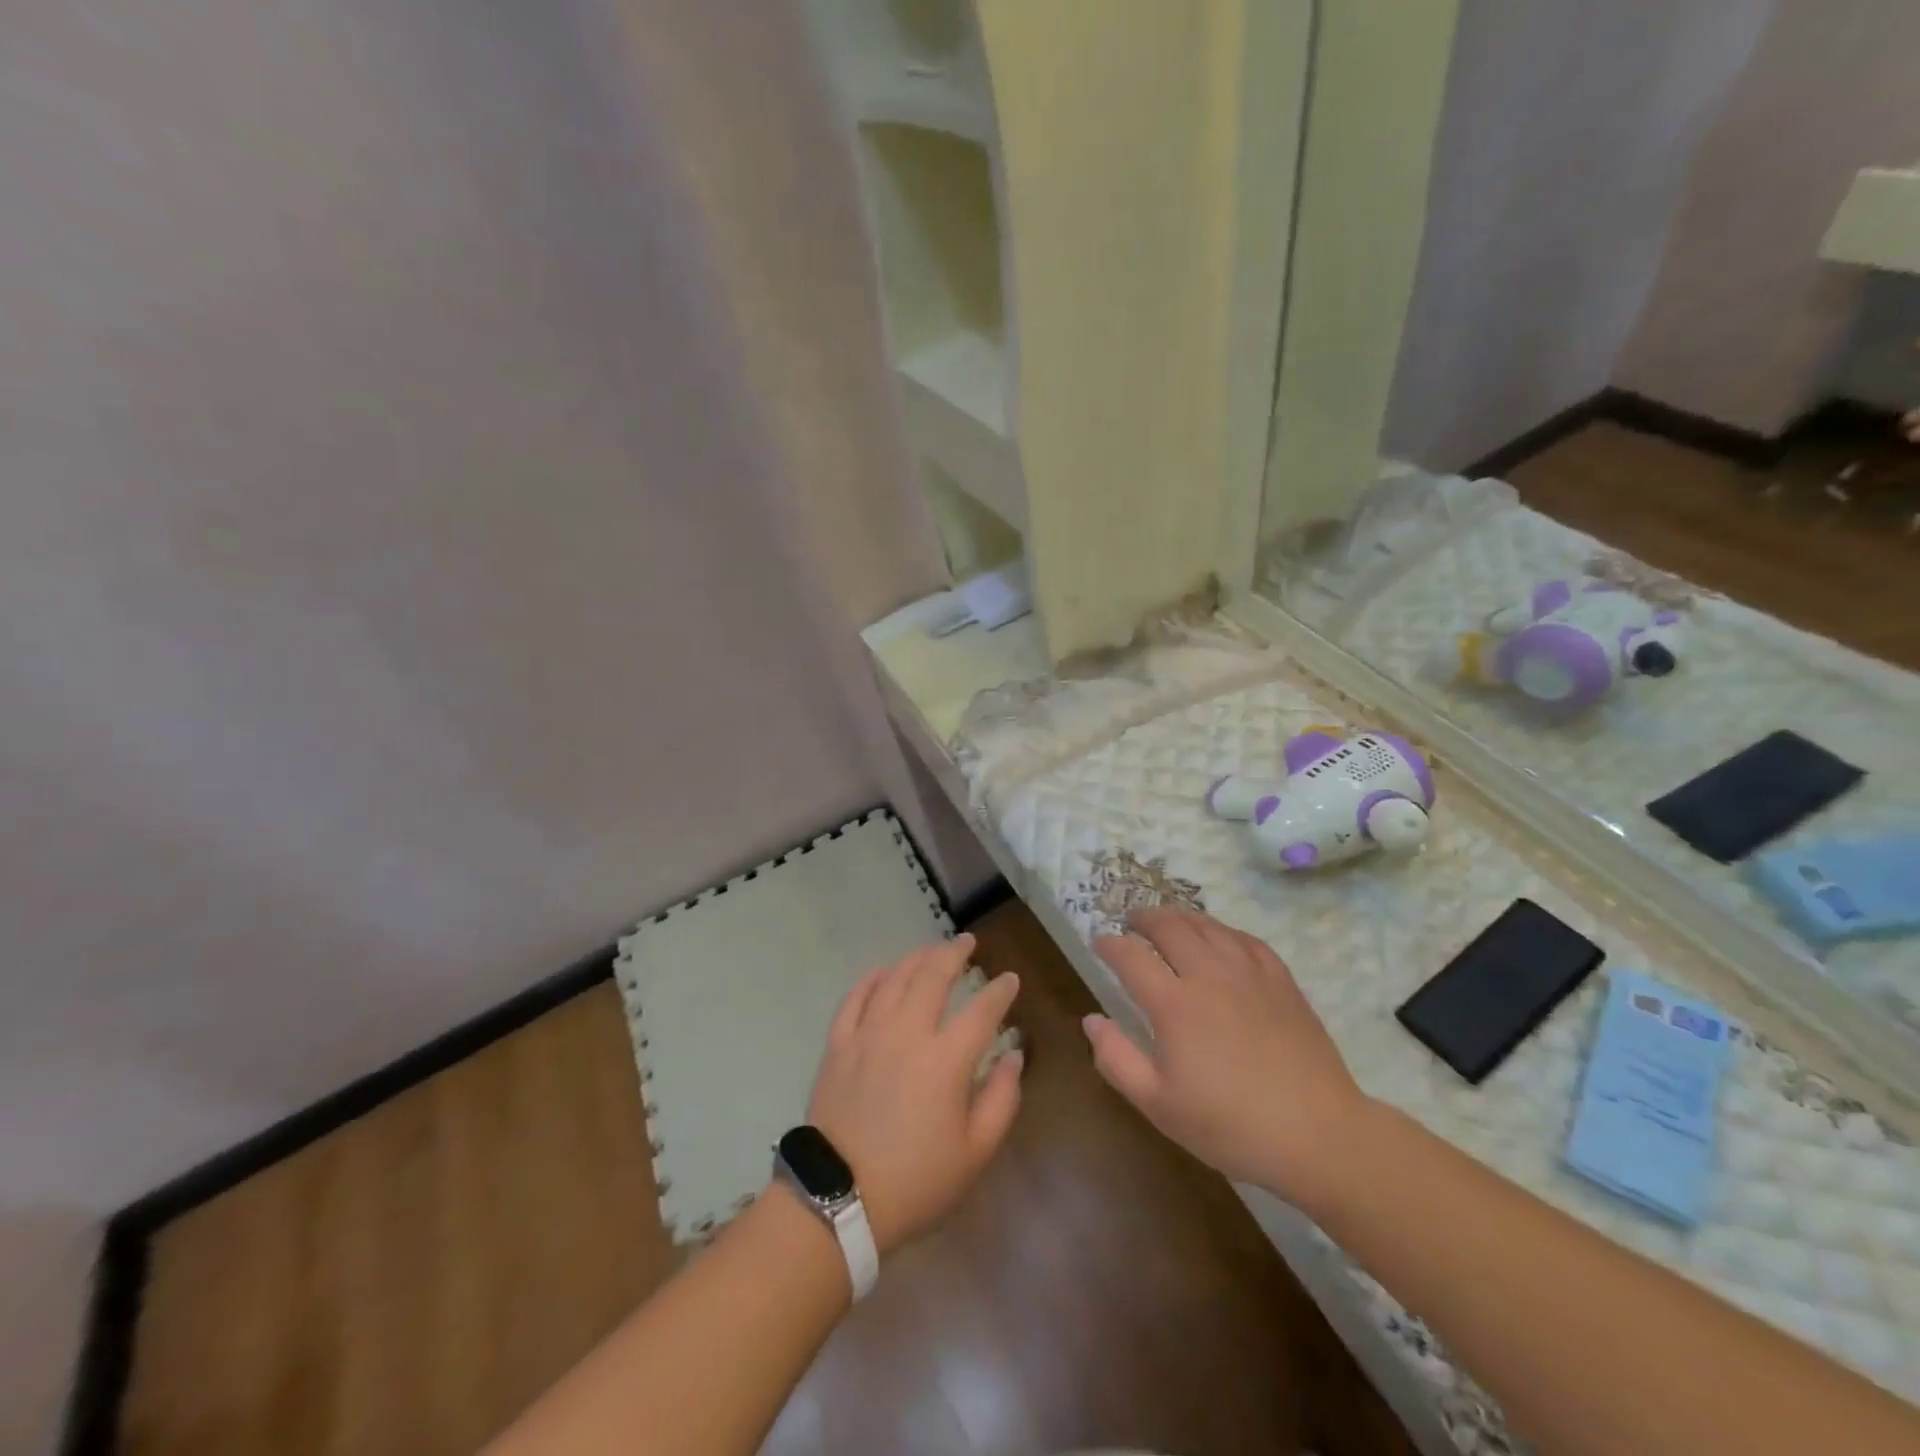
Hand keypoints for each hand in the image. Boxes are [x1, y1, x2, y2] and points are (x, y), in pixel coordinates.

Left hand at [805, 933, 1022, 1255]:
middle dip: (955, 953)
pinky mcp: (838, 1044)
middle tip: (968, 942)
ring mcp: (868, 1034)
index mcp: (946, 1059)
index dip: (1000, 991)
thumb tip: (1014, 1057)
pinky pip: (855, 998)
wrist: (839, 1200)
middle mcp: (907, 1032)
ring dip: (917, 959)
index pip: (982, 1010)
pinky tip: (882, 971)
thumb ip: (1002, 1099)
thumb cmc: (916, 1180)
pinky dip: (871, 979)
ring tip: (931, 951)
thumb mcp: (975, 1152)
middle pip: (933, 976)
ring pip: (894, 979)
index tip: (1010, 979)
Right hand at [1085, 909, 1367, 1214]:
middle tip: (1131, 921)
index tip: (1098, 941)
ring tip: (1168, 920)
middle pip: (1170, 928)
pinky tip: (1220, 937)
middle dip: (1144, 919)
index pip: (1130, 956)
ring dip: (1181, 917)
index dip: (1109, 944)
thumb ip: (1116, 1059)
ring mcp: (1249, 974)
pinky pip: (1246, 939)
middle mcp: (1208, 975)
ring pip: (1208, 926)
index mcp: (1173, 1003)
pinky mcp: (1281, 981)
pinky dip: (1224, 930)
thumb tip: (1091, 1020)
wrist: (1318, 1135)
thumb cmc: (1230, 1125)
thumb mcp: (1159, 1104)